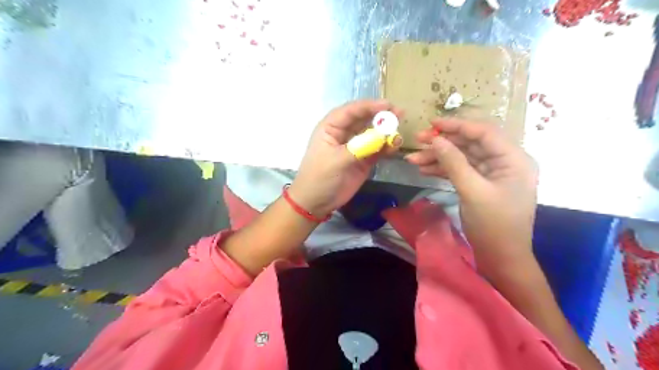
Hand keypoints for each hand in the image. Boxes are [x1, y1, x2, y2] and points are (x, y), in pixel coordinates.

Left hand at [290, 100, 404, 216]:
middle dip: (381, 116)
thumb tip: (383, 136)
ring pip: (373, 134)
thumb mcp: (336, 160)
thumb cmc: (319, 177)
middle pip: (364, 119)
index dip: (369, 106)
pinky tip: (395, 146)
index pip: (351, 111)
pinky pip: (377, 150)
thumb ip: (359, 147)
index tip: (387, 105)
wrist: (316, 202)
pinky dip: (386, 147)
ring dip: (386, 132)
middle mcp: (344, 134)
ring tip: (399, 133)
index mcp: (331, 128)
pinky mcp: (363, 160)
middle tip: (399, 114)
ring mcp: (355, 147)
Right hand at [405, 119, 537, 271]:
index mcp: (513, 159)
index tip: (432, 123)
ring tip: (412, 160)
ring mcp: (491, 174)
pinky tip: (423, 169)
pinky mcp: (480, 185)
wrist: (500, 257)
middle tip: (416, 141)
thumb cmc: (493, 225)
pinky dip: (442, 170)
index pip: (483, 133)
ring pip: (462, 158)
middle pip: (470, 144)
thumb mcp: (473, 191)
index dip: (457, 126)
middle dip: (442, 143)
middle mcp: (504, 162)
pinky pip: (460, 171)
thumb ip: (454, 163)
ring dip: (438, 158)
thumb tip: (436, 139)